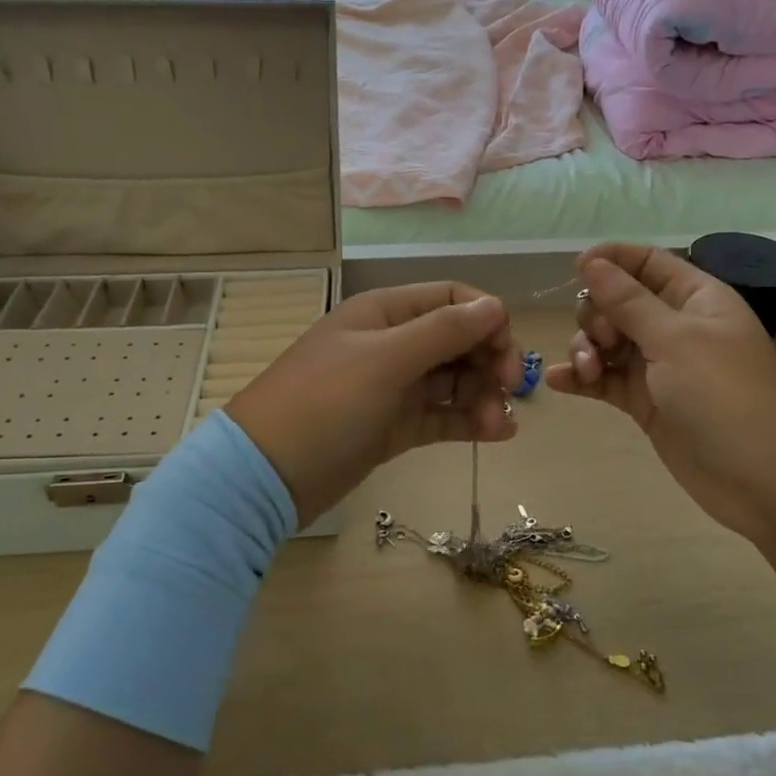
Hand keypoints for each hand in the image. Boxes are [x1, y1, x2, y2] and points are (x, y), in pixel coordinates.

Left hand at [226, 282, 522, 525]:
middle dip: (488, 361)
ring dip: (482, 396)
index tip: (507, 353)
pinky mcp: (394, 425)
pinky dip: (469, 421)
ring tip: (497, 426)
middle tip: (509, 392)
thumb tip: (496, 305)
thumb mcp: (385, 360)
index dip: (486, 319)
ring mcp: (393, 386)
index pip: (451, 299)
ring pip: (454, 380)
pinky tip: (497, 434)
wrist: (266, 475)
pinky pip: (442, 414)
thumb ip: (443, 331)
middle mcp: (392, 342)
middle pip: (458, 339)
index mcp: (386, 312)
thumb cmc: (324, 403)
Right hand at [545, 243, 775, 543]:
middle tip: (604, 341)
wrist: (765, 482)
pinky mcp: (646, 402)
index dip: (612, 260)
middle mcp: (675, 327)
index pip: (647, 262)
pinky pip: (606, 379)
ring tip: (587, 371)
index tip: (577, 269)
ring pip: (607, 341)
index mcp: (695, 298)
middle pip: (618, 302)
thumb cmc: (726, 396)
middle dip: (597, 315)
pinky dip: (582, 378)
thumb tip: (591, 262)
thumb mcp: (676, 341)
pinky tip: (558, 381)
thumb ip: (628, 302)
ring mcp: (660, 366)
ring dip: (586, 349)